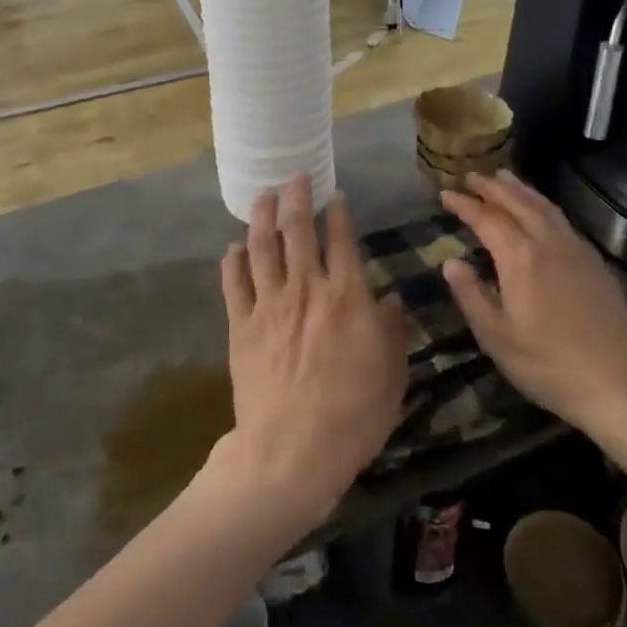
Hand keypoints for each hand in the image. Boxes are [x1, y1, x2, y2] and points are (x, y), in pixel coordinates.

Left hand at [219, 176, 407, 525]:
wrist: (293, 449)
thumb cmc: (354, 414)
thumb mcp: (393, 373)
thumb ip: (393, 329)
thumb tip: (393, 298)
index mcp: (347, 296)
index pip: (342, 241)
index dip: (338, 213)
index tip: (335, 195)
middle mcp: (306, 289)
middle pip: (296, 231)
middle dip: (296, 198)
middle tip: (294, 177)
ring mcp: (268, 305)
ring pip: (261, 248)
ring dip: (261, 217)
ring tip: (262, 197)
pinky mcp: (240, 326)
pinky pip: (233, 283)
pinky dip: (232, 260)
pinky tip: (233, 247)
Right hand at [439, 172, 626, 431]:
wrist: (617, 385)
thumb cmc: (547, 365)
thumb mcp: (496, 336)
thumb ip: (471, 294)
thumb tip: (451, 262)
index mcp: (521, 258)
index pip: (487, 219)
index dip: (465, 204)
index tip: (445, 194)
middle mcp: (549, 244)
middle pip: (519, 203)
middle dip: (493, 187)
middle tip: (472, 176)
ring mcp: (577, 251)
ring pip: (545, 207)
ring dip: (521, 190)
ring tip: (504, 178)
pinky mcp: (595, 263)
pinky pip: (563, 221)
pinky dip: (544, 206)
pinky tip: (541, 212)